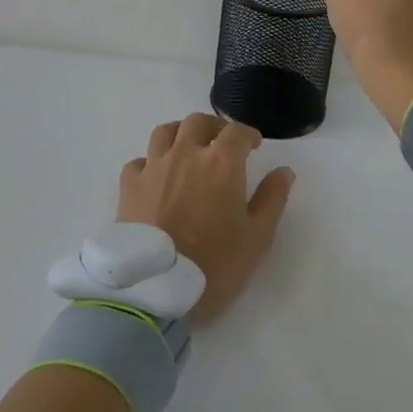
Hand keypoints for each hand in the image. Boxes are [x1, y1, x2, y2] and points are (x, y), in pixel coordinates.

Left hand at [118, 114, 295, 324]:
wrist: (155, 290)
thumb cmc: (214, 265)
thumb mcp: (257, 238)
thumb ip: (272, 199)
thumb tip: (284, 171)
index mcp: (220, 162)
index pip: (236, 132)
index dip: (248, 135)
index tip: (254, 146)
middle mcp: (185, 153)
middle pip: (198, 122)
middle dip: (214, 127)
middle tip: (222, 143)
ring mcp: (154, 167)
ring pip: (165, 132)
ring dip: (180, 134)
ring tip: (187, 150)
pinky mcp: (129, 186)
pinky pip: (139, 161)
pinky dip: (150, 163)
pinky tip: (156, 177)